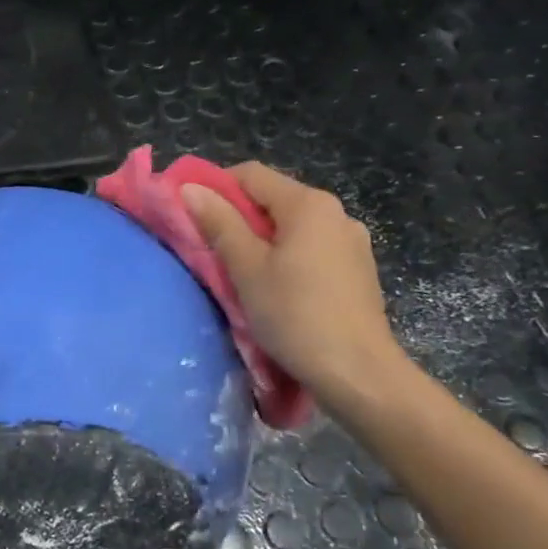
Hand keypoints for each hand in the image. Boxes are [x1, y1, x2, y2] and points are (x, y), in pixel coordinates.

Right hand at [181, 163, 407, 408]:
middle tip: (208, 249)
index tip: (189, 215)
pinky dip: (286, 258)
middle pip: (273, 199)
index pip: (250, 174)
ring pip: (292, 228)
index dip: (214, 187)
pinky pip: (311, 250)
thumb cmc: (295, 315)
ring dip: (261, 241)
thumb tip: (190, 188)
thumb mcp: (246, 269)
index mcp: (308, 204)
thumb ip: (219, 223)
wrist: (358, 374)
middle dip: (237, 217)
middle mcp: (335, 213)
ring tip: (240, 273)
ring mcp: (351, 242)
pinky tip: (276, 289)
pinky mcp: (357, 271)